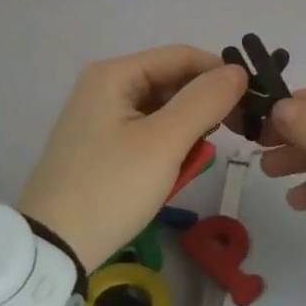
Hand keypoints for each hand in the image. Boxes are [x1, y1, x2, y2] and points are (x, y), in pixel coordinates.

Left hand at [17, 45, 247, 273]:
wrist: (52, 249)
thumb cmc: (111, 188)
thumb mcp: (164, 143)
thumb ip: (204, 101)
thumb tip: (238, 71)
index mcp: (114, 74)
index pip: (181, 56)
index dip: (219, 73)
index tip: (253, 101)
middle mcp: (104, 86)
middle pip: (170, 81)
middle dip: (203, 105)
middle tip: (234, 134)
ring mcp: (99, 117)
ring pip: (161, 110)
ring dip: (186, 130)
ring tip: (195, 161)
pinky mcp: (100, 146)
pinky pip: (146, 132)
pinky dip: (166, 146)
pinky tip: (174, 171)